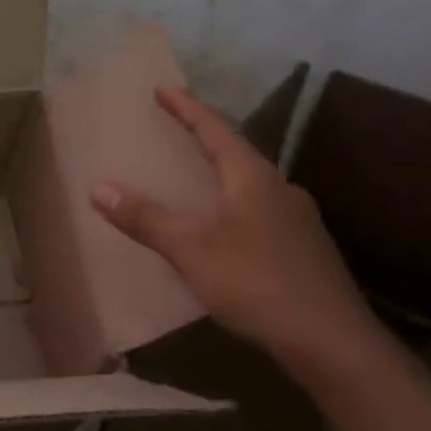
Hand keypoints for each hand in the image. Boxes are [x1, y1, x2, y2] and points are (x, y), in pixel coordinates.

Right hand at [91, 87, 378, 369]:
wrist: (331, 341)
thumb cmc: (256, 282)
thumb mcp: (191, 249)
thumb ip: (146, 219)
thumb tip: (99, 188)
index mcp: (253, 178)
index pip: (216, 130)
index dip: (187, 108)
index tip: (164, 89)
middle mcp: (280, 189)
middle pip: (236, 153)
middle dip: (203, 140)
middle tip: (173, 131)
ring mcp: (296, 220)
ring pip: (249, 185)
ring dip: (219, 175)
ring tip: (191, 178)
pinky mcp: (302, 249)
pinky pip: (257, 212)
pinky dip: (230, 206)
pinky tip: (220, 229)